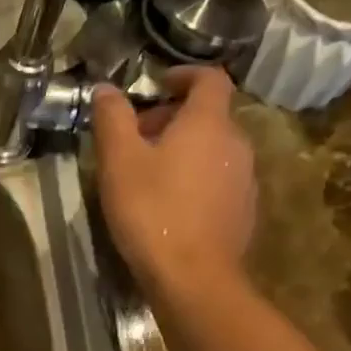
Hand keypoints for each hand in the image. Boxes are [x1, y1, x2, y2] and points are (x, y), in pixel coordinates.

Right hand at [90, 67, 256, 292]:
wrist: (193, 277)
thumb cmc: (152, 210)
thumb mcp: (119, 161)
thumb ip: (113, 119)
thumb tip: (106, 88)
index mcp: (208, 123)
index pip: (209, 78)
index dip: (184, 74)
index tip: (158, 83)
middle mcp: (236, 144)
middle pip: (209, 116)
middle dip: (174, 118)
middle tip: (137, 138)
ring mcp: (245, 179)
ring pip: (214, 150)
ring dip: (184, 151)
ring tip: (149, 174)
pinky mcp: (244, 211)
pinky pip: (218, 180)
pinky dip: (195, 179)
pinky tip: (169, 205)